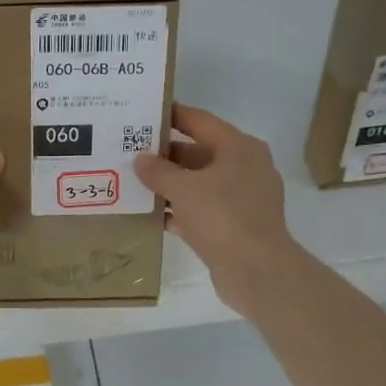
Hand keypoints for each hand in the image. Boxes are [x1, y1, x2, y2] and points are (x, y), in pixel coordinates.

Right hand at [134, 103, 301, 315]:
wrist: (256, 271)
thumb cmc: (223, 216)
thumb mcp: (183, 188)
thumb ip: (158, 170)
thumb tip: (140, 159)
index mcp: (239, 148)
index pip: (200, 121)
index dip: (172, 115)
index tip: (143, 114)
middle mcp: (244, 168)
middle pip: (198, 152)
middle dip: (164, 154)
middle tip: (129, 151)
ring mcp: (241, 199)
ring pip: (198, 183)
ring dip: (169, 184)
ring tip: (132, 182)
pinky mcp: (234, 226)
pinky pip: (200, 210)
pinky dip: (178, 211)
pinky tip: (150, 214)